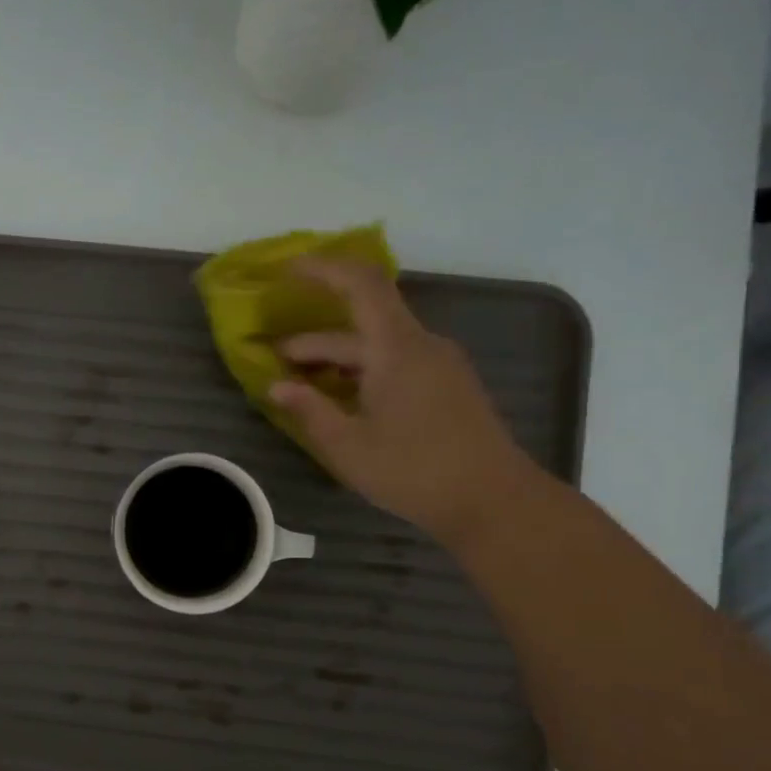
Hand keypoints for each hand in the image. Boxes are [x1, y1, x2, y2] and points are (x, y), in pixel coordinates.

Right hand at [269, 258, 537, 546]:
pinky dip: (362, 371)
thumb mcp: (348, 446)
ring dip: (337, 360)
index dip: (322, 268)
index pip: (360, 284)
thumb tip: (276, 386)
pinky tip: (343, 401)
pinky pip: (396, 363)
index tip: (286, 270)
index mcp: (397, 348)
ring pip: (378, 347)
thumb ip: (309, 410)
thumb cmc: (415, 471)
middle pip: (362, 324)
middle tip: (275, 361)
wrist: (495, 501)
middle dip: (314, 339)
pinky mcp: (447, 386)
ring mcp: (439, 365)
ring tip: (302, 384)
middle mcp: (421, 345)